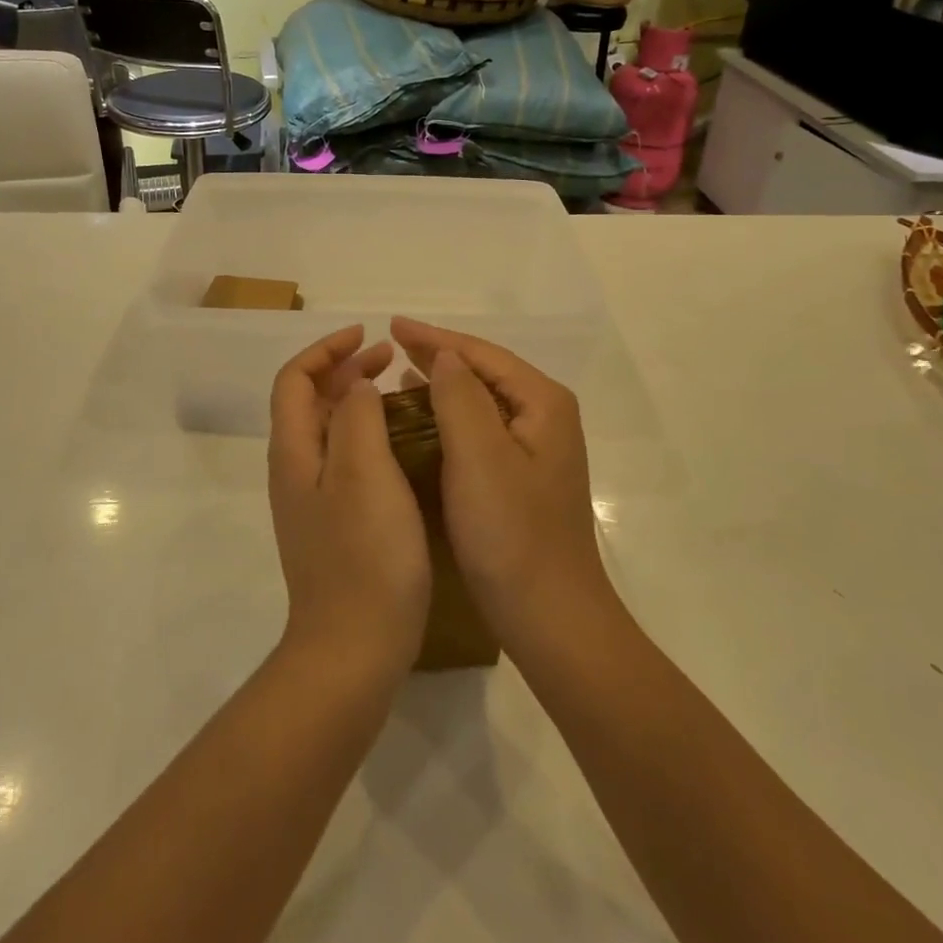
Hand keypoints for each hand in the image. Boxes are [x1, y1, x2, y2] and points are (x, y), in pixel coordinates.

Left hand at [268, 326, 431, 676]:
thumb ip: (357, 416)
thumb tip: (355, 385)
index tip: (368, 335)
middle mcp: (296, 470)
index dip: (326, 349)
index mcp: (294, 451)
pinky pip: (345, 459)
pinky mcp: (334, 524)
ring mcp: (313, 500)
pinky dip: (367, 434)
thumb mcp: (363, 472)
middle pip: (309, 401)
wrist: (353, 648)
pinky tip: (401, 445)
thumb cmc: (364, 555)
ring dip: (357, 399)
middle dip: (345, 369)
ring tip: (398, 391)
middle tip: (390, 359)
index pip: (295, 379)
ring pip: (329, 430)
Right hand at [390, 318, 617, 655]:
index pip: (482, 354)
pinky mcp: (522, 479)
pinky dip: (449, 419)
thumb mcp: (479, 456)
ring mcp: (537, 451)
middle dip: (438, 356)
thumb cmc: (512, 535)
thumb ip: (460, 396)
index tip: (392, 324)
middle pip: (485, 372)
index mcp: (542, 404)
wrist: (551, 618)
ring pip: (481, 402)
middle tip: (391, 344)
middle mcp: (545, 418)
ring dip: (442, 386)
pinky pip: (480, 431)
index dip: (435, 338)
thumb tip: (445, 356)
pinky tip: (424, 423)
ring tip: (400, 376)